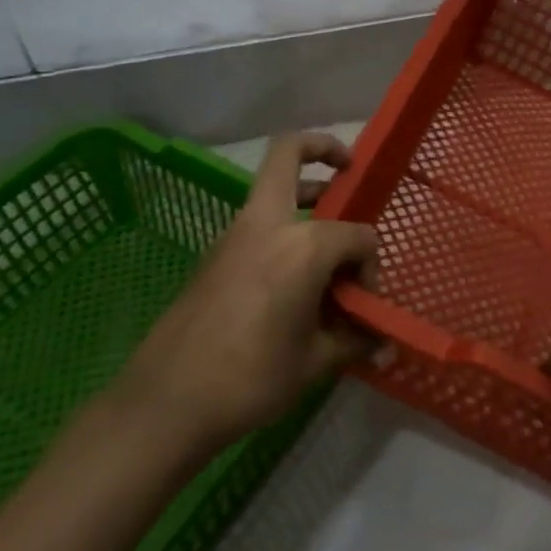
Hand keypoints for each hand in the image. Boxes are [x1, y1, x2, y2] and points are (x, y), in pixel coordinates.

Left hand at [121, 132, 379, 448]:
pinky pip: (259, 224)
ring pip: (272, 189)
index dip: (370, 265)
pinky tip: (295, 279)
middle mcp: (267, 224)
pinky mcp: (215, 255)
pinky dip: (284, 231)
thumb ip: (354, 340)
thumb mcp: (315, 362)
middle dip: (323, 148)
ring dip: (304, 196)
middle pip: (289, 152)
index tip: (363, 302)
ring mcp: (234, 235)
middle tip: (349, 168)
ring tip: (329, 235)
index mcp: (302, 246)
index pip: (357, 236)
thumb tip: (382, 343)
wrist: (167, 402)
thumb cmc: (252, 378)